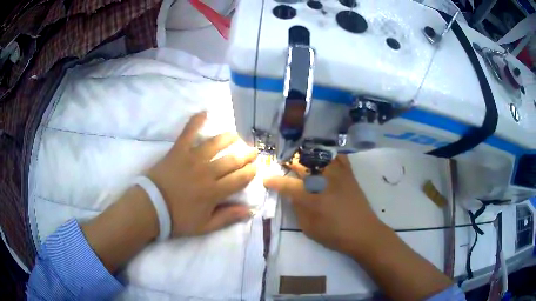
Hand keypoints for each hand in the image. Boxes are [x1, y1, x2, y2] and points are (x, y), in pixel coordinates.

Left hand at [147, 112, 257, 236]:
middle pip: (232, 160)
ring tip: (235, 135)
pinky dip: (196, 121)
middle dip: (246, 155)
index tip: (256, 168)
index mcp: (215, 192)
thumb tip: (249, 211)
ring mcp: (192, 158)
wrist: (151, 207)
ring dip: (228, 138)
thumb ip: (227, 218)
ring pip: (216, 144)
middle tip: (252, 151)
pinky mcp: (178, 150)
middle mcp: (207, 172)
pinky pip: (188, 132)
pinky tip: (204, 112)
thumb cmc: (177, 218)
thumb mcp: (204, 226)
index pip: (240, 179)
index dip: (250, 172)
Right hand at [264, 155, 383, 255]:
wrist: (363, 232)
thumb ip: (298, 209)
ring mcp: (338, 174)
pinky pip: (338, 156)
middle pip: (301, 164)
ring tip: (299, 156)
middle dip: (288, 161)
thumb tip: (292, 195)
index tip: (266, 179)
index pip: (287, 185)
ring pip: (318, 155)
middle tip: (282, 163)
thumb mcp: (308, 227)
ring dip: (305, 154)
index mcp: (311, 197)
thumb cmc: (334, 234)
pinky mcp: (349, 173)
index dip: (274, 181)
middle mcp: (323, 180)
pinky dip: (328, 153)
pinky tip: (322, 154)